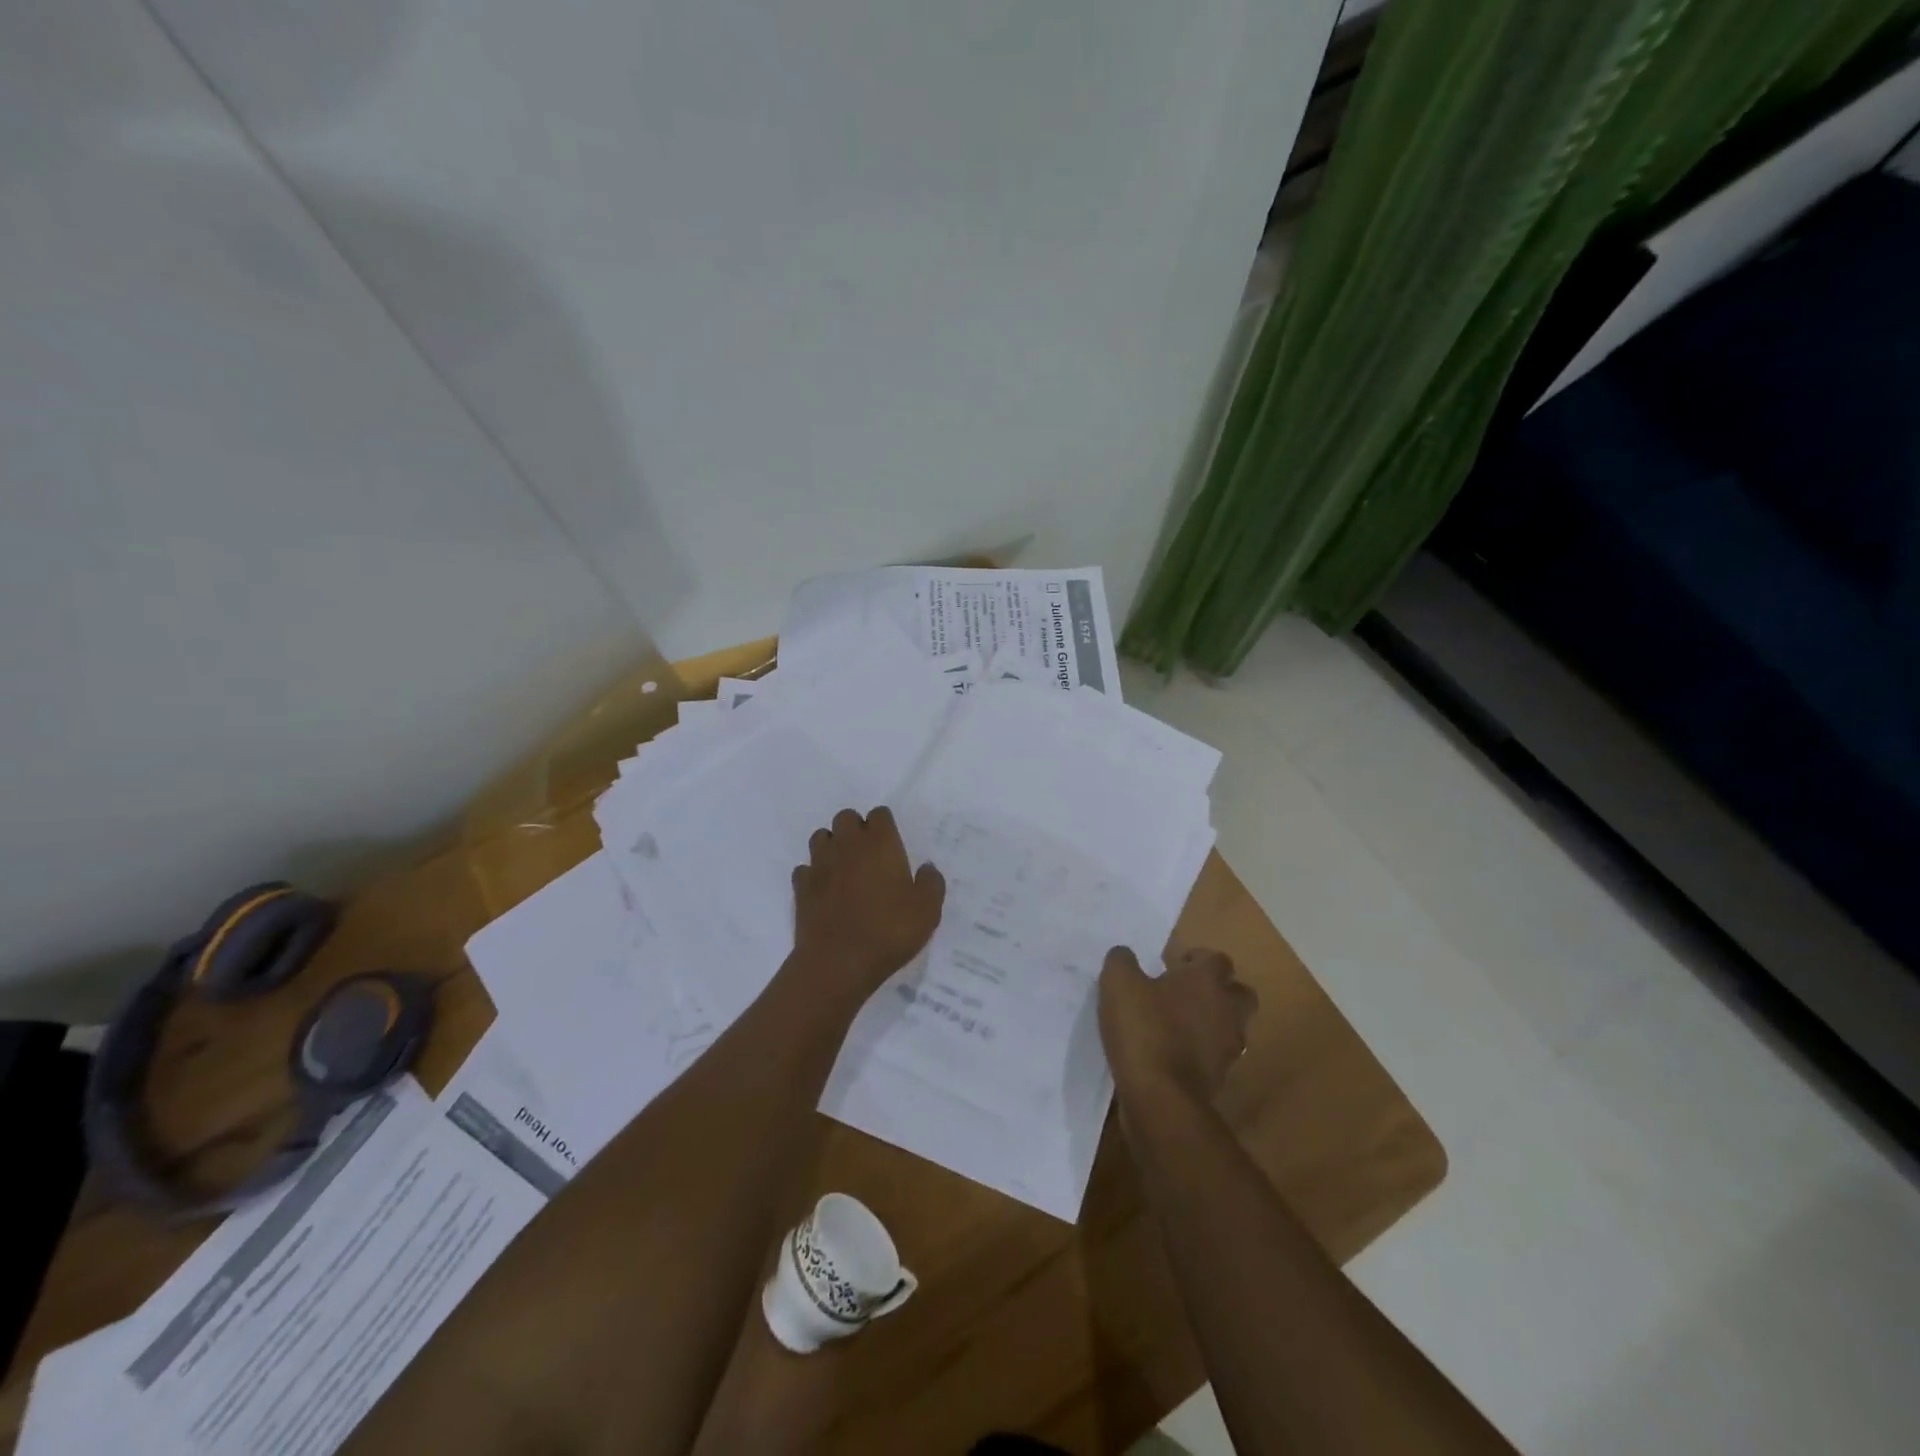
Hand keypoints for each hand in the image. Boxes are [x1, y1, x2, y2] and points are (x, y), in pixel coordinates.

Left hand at [791, 807, 945, 1000]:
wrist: (838, 962)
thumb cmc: (888, 931)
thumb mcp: (927, 911)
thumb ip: (931, 883)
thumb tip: (926, 868)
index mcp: (880, 843)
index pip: (879, 814)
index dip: (885, 826)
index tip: (892, 845)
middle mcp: (847, 845)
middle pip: (846, 817)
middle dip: (856, 829)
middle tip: (869, 855)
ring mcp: (820, 864)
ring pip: (821, 837)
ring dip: (833, 845)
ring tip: (845, 868)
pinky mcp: (801, 887)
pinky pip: (805, 868)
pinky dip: (814, 873)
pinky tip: (825, 890)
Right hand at [1099, 945, 1256, 1109]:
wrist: (1161, 1097)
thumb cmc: (1144, 1029)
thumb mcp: (1118, 984)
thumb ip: (1122, 961)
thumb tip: (1125, 955)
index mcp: (1207, 980)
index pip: (1217, 959)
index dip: (1197, 959)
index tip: (1173, 966)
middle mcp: (1227, 1009)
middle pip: (1238, 992)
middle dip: (1218, 989)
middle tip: (1185, 993)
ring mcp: (1229, 1046)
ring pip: (1231, 1025)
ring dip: (1212, 1021)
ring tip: (1180, 1024)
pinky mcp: (1222, 1077)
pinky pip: (1218, 1054)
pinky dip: (1203, 1050)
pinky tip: (1175, 1052)